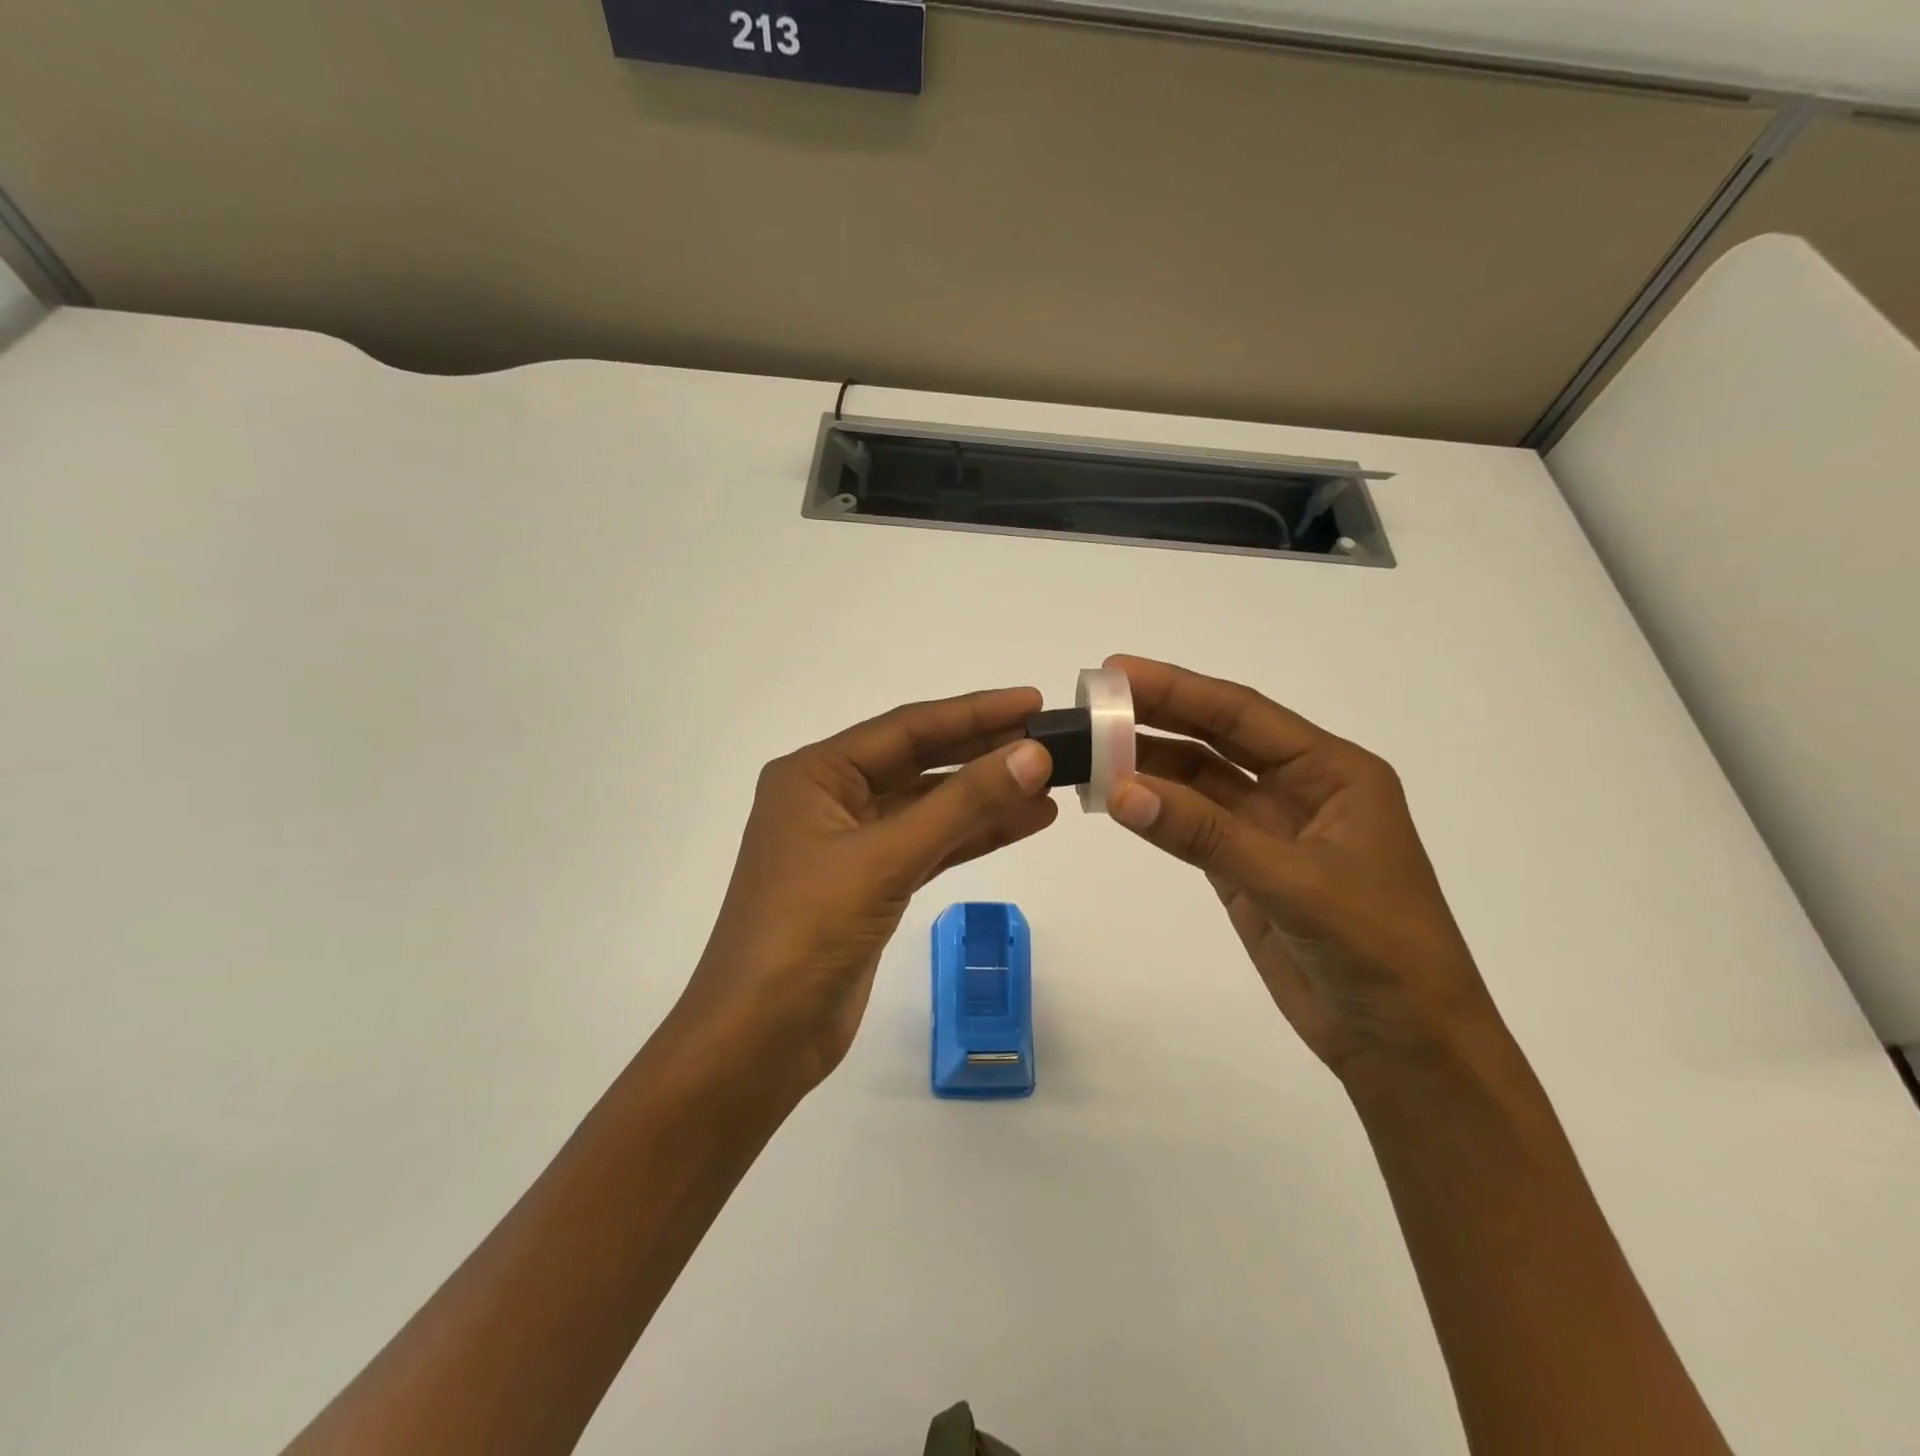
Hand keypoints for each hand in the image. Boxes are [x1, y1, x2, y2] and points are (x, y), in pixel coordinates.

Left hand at [674, 688, 1056, 1096]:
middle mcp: (830, 799)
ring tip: (1050, 783)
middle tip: (1049, 740)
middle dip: (983, 752)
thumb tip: (1032, 754)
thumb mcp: (886, 858)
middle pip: (919, 763)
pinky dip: (973, 835)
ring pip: (929, 807)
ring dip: (986, 796)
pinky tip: (1022, 823)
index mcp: (815, 775)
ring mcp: (850, 844)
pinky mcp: (870, 885)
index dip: (973, 713)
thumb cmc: (808, 932)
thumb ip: (962, 804)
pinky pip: (929, 845)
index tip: (1032, 702)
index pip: (906, 728)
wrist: (760, 1039)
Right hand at [1103, 656, 1499, 1081]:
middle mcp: (1298, 789)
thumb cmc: (1378, 950)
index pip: (1243, 715)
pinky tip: (1116, 800)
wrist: (1405, 1043)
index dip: (1179, 689)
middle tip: (1091, 702)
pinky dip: (1154, 813)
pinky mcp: (1244, 870)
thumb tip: (1121, 791)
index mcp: (1332, 772)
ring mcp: (1268, 831)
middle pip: (1216, 741)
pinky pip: (1191, 828)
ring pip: (1198, 784)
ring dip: (1148, 767)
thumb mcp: (1295, 882)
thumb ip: (1206, 834)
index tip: (1117, 671)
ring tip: (1088, 752)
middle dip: (1157, 718)